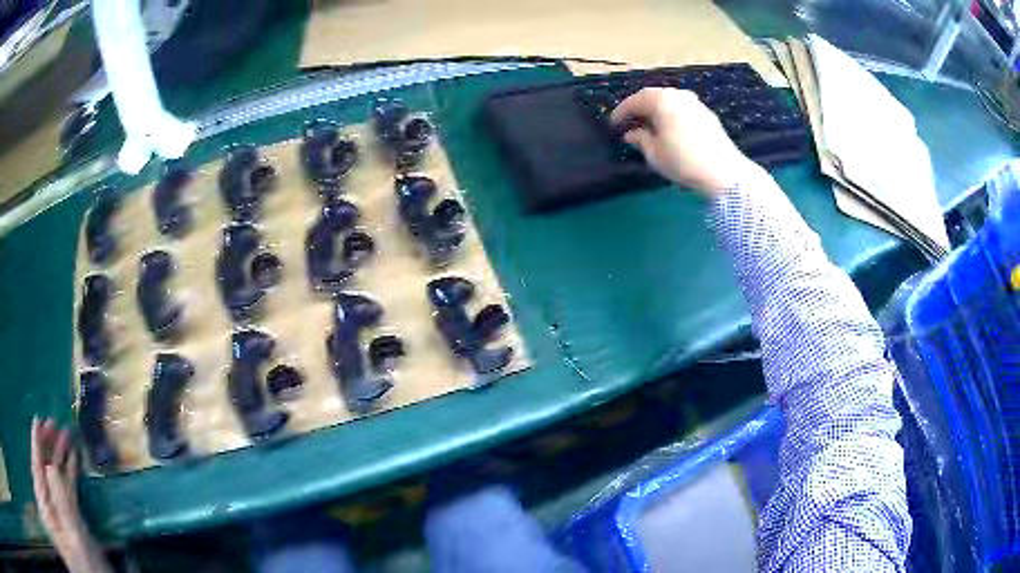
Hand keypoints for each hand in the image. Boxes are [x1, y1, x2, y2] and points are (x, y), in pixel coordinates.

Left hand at [31, 418, 111, 572]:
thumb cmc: (93, 572)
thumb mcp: (81, 544)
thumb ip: (65, 509)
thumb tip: (52, 471)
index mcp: (50, 514)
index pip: (38, 474)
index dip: (37, 448)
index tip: (39, 422)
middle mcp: (53, 513)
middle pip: (44, 474)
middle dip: (47, 449)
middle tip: (52, 425)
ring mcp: (62, 519)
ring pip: (54, 481)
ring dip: (57, 459)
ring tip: (62, 437)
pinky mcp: (73, 525)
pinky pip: (65, 493)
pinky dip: (67, 475)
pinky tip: (71, 463)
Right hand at [610, 88, 765, 194]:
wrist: (725, 172)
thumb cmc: (684, 161)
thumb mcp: (654, 154)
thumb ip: (640, 139)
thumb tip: (632, 133)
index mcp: (661, 100)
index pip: (635, 101)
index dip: (621, 112)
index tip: (613, 124)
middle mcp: (678, 95)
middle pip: (652, 97)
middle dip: (639, 108)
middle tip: (629, 122)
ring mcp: (695, 103)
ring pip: (669, 101)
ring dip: (656, 111)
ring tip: (648, 126)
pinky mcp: (707, 114)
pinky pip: (681, 108)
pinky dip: (671, 115)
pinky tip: (669, 129)